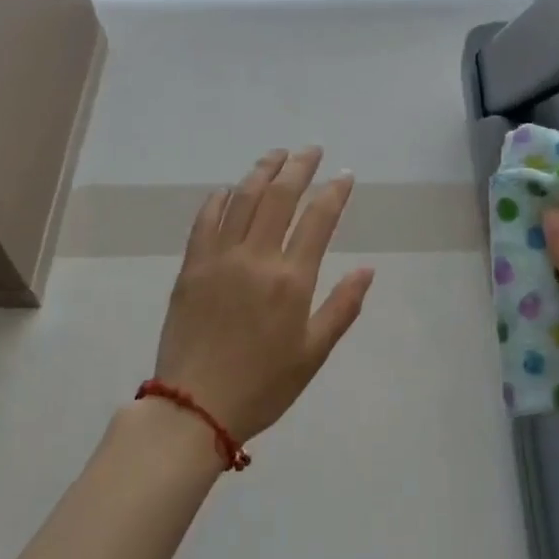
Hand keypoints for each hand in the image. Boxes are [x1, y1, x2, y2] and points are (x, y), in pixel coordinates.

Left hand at [155, 148, 375, 443]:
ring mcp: (219, 258)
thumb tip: (367, 269)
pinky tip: (229, 189)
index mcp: (291, 279)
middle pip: (279, 196)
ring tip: (276, 155)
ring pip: (242, 199)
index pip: (318, 219)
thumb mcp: (313, 353)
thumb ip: (342, 307)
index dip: (334, 191)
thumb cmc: (263, 385)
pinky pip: (205, 220)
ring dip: (261, 171)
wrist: (194, 407)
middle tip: (311, 151)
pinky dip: (219, 198)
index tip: (345, 175)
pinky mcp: (191, 266)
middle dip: (299, 167)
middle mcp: (256, 258)